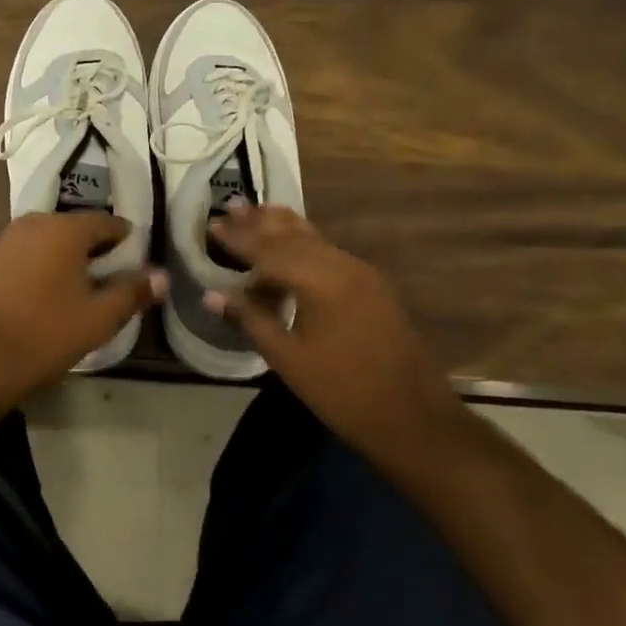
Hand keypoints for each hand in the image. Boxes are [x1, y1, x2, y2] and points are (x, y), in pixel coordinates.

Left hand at [0, 212, 164, 414]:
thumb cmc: (45, 336)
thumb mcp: (99, 319)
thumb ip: (132, 292)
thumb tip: (162, 275)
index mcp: (65, 230)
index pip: (105, 222)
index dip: (122, 238)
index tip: (131, 255)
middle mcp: (30, 223)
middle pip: (68, 228)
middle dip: (86, 246)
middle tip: (98, 273)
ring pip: (35, 239)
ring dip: (50, 253)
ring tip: (58, 282)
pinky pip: (5, 253)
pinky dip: (17, 263)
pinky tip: (19, 285)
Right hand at [205, 203, 460, 450]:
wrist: (414, 419)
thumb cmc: (342, 392)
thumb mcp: (287, 358)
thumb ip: (250, 318)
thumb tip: (211, 295)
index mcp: (321, 280)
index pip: (269, 251)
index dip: (238, 239)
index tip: (212, 224)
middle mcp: (343, 265)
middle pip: (294, 235)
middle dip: (260, 223)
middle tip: (231, 206)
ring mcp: (362, 273)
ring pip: (315, 239)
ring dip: (283, 227)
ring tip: (257, 209)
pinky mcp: (372, 286)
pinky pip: (329, 252)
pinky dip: (304, 243)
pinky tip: (291, 243)